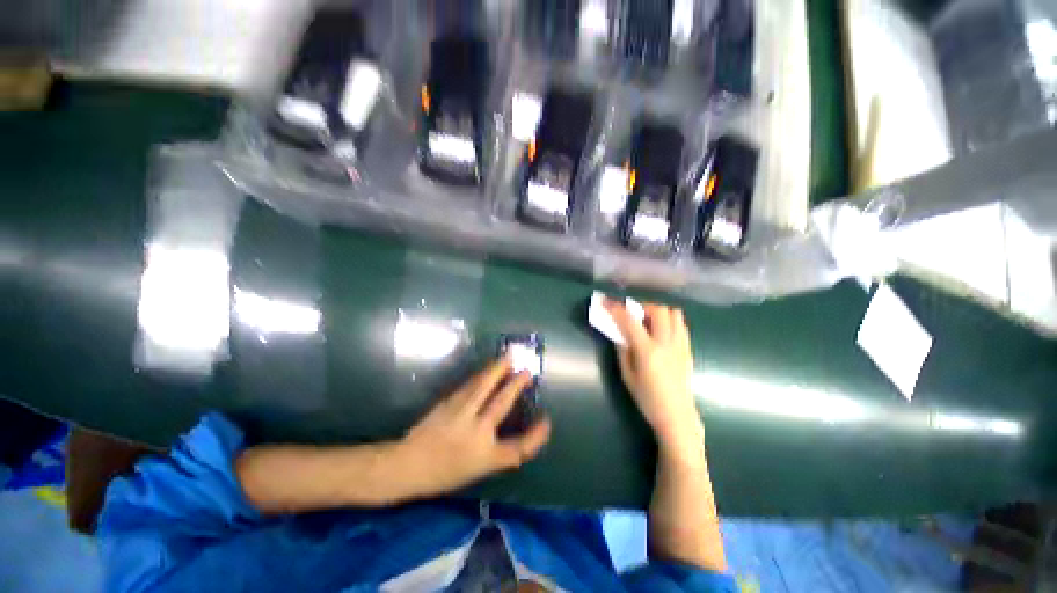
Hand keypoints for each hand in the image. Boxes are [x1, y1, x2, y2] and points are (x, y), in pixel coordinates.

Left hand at [396, 357, 551, 498]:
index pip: (519, 448)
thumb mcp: (476, 470)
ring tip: (508, 357)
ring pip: (484, 387)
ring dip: (498, 370)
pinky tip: (487, 369)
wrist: (407, 465)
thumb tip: (510, 428)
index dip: (536, 436)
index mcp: (486, 456)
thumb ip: (497, 451)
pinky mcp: (449, 403)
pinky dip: (482, 375)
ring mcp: (461, 414)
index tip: (546, 422)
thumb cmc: (443, 473)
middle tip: (527, 371)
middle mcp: (477, 432)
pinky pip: (470, 385)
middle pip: (502, 404)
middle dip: (516, 386)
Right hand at [604, 299, 702, 452]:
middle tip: (632, 313)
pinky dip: (669, 320)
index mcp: (648, 351)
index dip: (615, 308)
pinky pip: (681, 325)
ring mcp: (680, 345)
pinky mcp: (688, 349)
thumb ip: (623, 351)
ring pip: (674, 313)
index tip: (605, 301)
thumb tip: (619, 333)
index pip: (629, 321)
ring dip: (658, 311)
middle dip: (642, 306)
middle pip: (658, 310)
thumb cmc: (648, 399)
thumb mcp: (628, 376)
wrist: (677, 416)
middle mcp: (666, 343)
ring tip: (648, 320)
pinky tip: (661, 331)